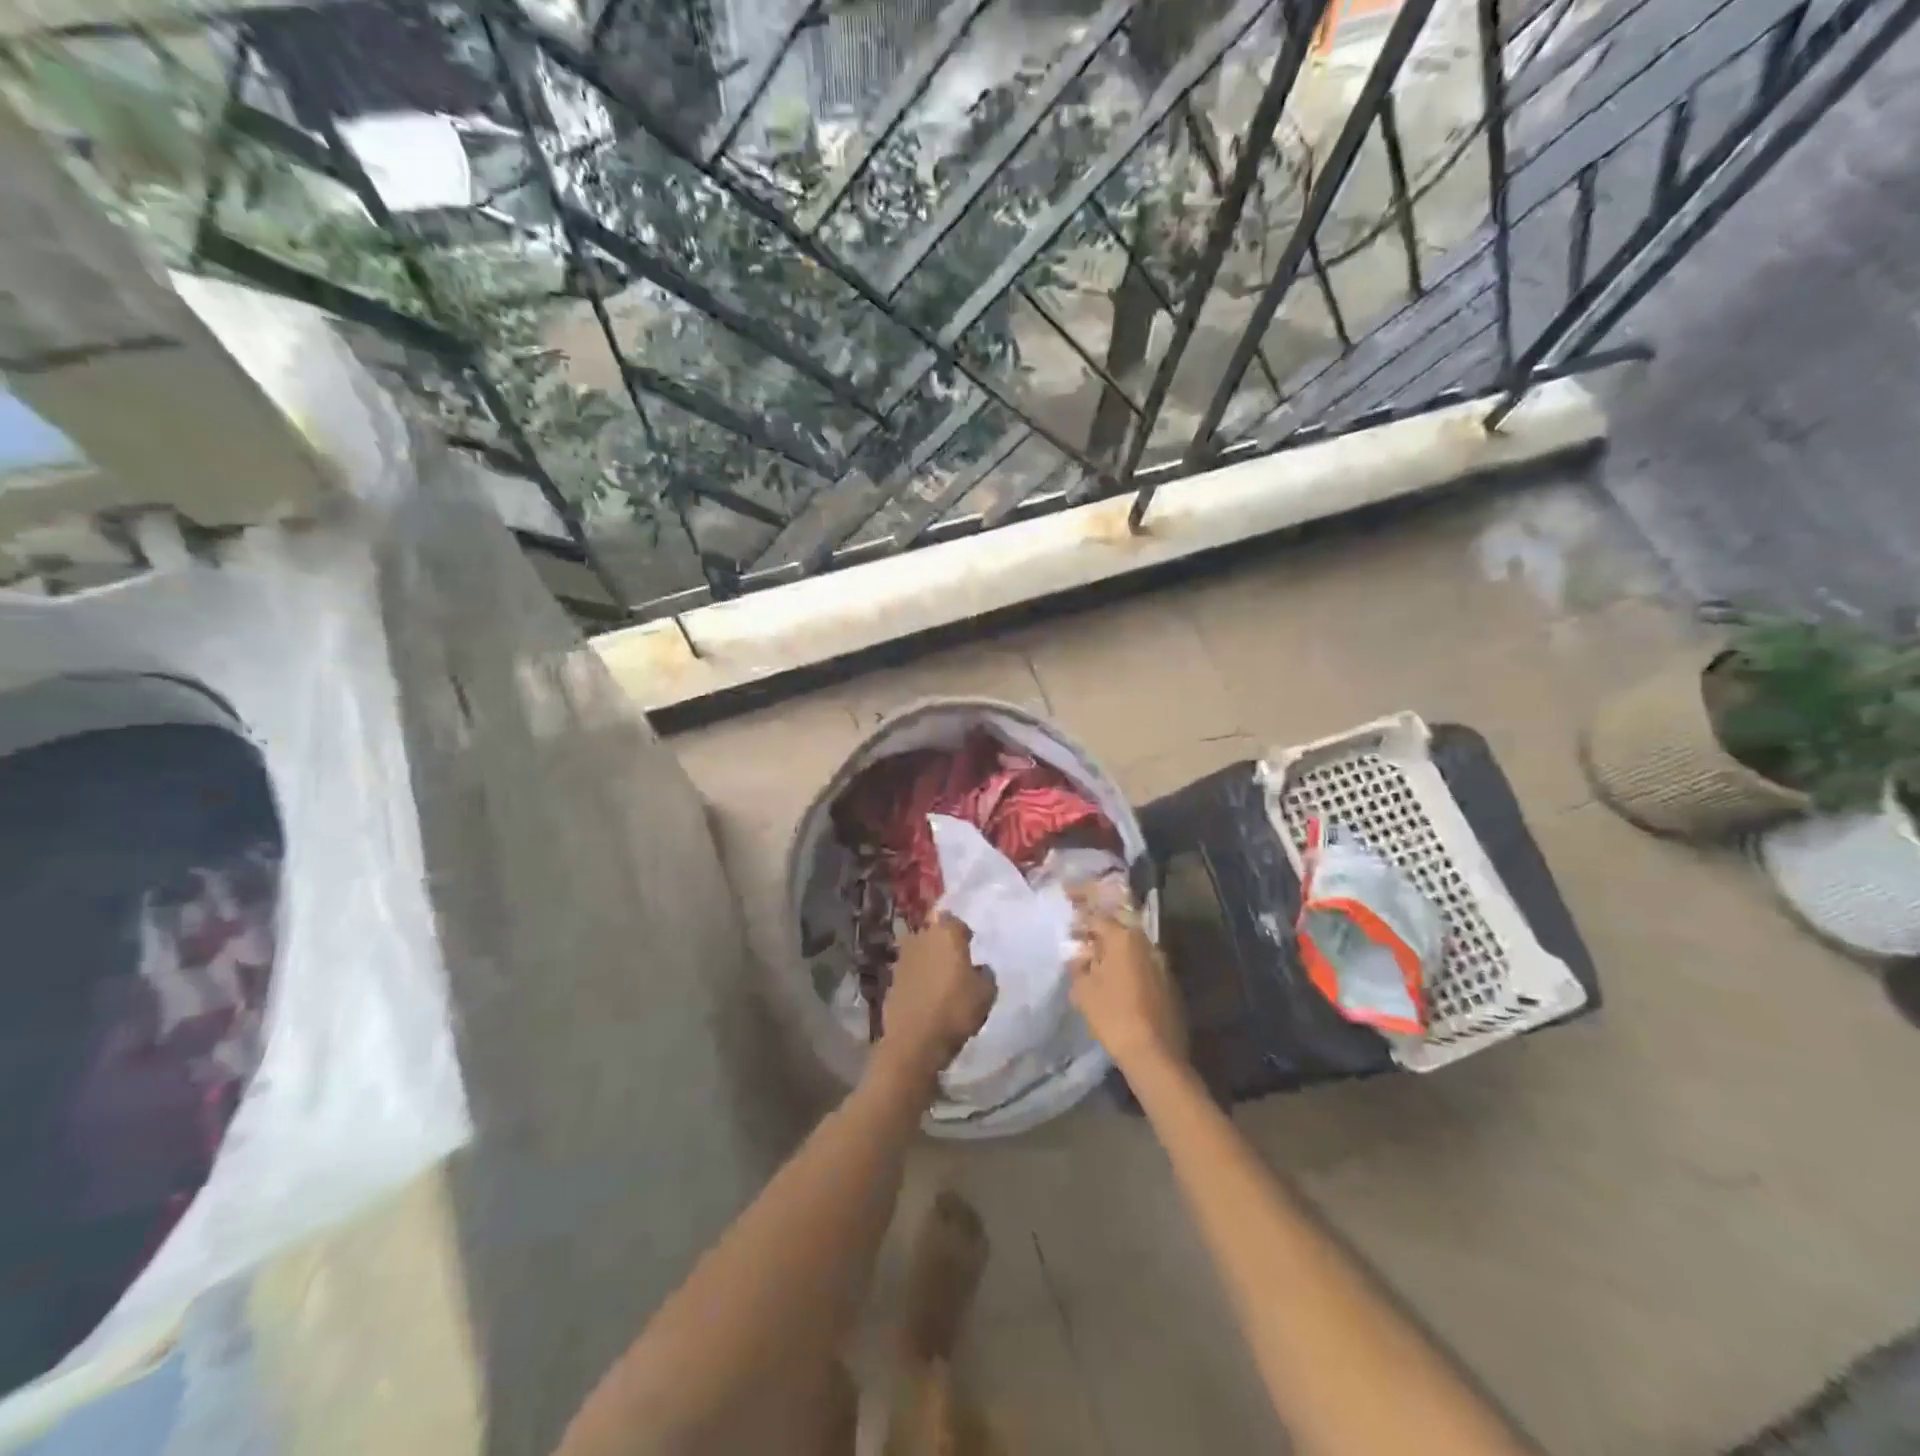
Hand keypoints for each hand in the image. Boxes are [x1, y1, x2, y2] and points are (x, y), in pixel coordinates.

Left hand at [878, 915, 994, 1082]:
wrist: (914, 1041)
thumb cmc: (956, 1010)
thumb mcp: (986, 993)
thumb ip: (985, 974)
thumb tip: (978, 969)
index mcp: (945, 933)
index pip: (953, 920)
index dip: (962, 932)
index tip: (970, 946)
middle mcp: (920, 938)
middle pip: (933, 933)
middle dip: (943, 944)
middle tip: (956, 962)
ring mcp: (901, 959)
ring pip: (919, 952)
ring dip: (928, 961)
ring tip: (941, 981)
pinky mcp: (890, 981)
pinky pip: (909, 973)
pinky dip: (917, 980)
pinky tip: (926, 996)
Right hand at [1068, 901, 1185, 1077]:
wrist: (1155, 1054)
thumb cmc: (1113, 1016)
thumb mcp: (1084, 990)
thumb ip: (1079, 965)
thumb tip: (1079, 954)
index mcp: (1123, 938)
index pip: (1096, 914)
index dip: (1079, 905)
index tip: (1066, 895)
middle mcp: (1145, 943)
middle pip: (1117, 925)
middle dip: (1096, 925)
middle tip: (1077, 929)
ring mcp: (1160, 962)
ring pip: (1130, 944)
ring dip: (1110, 945)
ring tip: (1091, 954)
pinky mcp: (1167, 982)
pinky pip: (1140, 961)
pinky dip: (1123, 962)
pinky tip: (1111, 976)